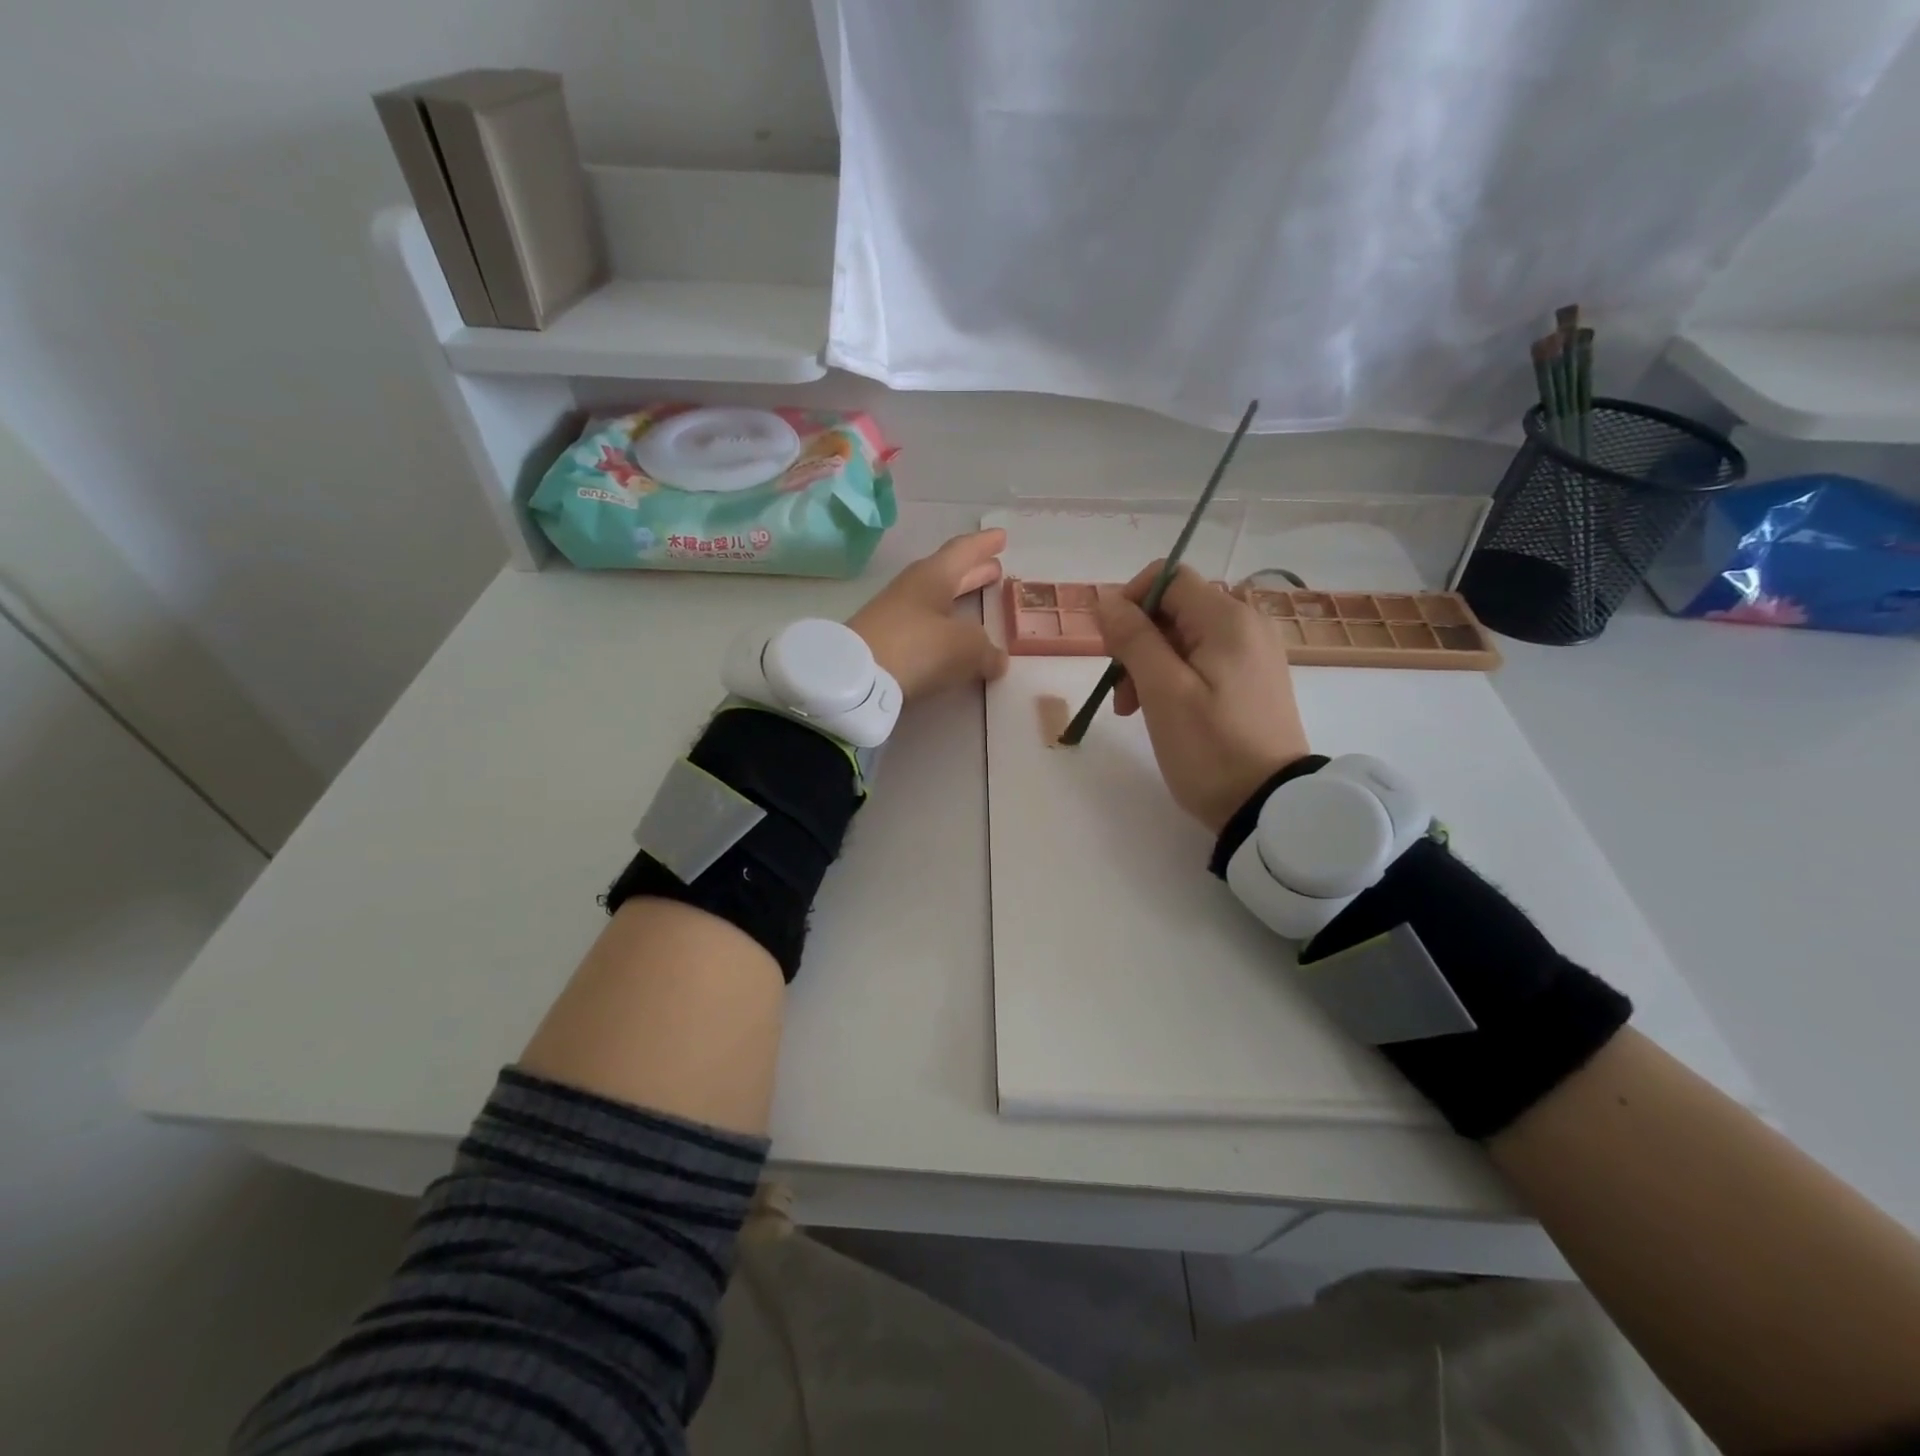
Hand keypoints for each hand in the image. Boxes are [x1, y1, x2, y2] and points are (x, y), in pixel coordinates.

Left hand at [849, 529, 1009, 699]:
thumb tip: (997, 658)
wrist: (857, 678)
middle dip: (973, 572)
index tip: (1002, 536)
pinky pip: (925, 626)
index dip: (984, 544)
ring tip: (979, 602)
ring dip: (958, 599)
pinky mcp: (886, 642)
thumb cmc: (917, 647)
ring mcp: (895, 615)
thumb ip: (987, 650)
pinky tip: (954, 640)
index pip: (963, 551)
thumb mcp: (965, 647)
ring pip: (936, 600)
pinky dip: (945, 626)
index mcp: (933, 576)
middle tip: (996, 568)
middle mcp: (913, 589)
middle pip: (948, 574)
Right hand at [1095, 562, 1312, 832]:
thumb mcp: (1163, 691)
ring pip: (1185, 636)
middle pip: (1175, 608)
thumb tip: (1107, 599)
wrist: (1270, 806)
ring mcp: (1254, 653)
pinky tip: (1163, 711)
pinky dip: (1174, 677)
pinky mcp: (1253, 679)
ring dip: (1150, 663)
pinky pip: (1204, 659)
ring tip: (1133, 709)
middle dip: (1137, 640)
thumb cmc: (1210, 747)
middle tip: (1120, 691)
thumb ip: (1133, 638)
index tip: (1111, 645)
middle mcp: (1247, 624)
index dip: (1131, 601)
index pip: (1168, 577)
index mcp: (1228, 619)